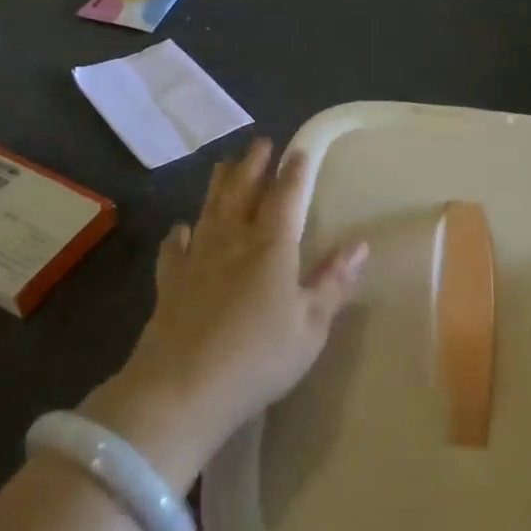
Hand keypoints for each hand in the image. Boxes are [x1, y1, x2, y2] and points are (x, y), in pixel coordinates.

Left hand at [84, 140, 366, 491]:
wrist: (183, 387)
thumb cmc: (259, 356)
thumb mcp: (311, 324)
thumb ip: (333, 281)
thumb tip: (360, 243)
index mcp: (271, 246)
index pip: (286, 197)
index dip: (294, 172)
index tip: (298, 150)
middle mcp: (232, 240)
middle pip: (242, 191)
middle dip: (253, 165)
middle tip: (260, 143)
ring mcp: (197, 258)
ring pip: (209, 209)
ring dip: (219, 184)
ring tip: (224, 164)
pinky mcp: (170, 282)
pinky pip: (175, 248)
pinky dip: (180, 234)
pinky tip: (181, 229)